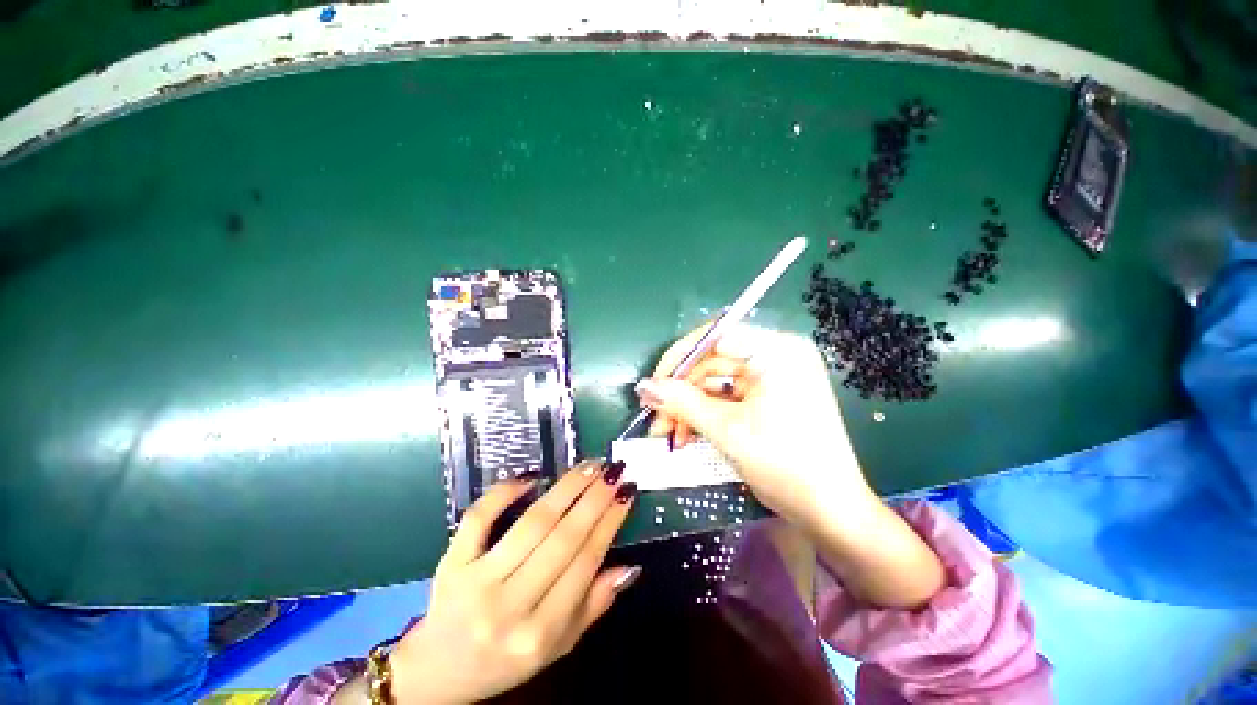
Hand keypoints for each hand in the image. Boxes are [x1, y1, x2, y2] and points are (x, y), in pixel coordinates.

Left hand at [389, 461, 639, 703]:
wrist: (437, 673)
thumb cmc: (505, 660)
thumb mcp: (558, 646)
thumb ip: (593, 606)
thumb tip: (629, 566)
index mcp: (540, 633)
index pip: (585, 563)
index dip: (609, 522)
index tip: (626, 492)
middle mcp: (510, 607)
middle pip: (562, 538)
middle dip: (594, 498)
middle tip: (612, 470)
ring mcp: (476, 582)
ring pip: (531, 524)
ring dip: (564, 489)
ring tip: (587, 467)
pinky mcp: (451, 563)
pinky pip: (480, 518)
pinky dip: (504, 492)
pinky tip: (531, 476)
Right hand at [637, 324, 944, 608]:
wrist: (830, 512)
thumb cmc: (785, 464)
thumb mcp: (726, 430)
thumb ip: (681, 402)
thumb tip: (644, 386)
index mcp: (777, 350)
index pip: (716, 337)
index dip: (679, 357)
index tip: (654, 383)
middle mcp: (776, 356)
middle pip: (712, 363)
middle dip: (681, 393)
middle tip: (655, 418)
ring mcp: (773, 377)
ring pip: (715, 383)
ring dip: (689, 407)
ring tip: (667, 434)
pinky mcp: (768, 397)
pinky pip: (727, 398)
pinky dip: (705, 415)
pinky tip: (686, 434)